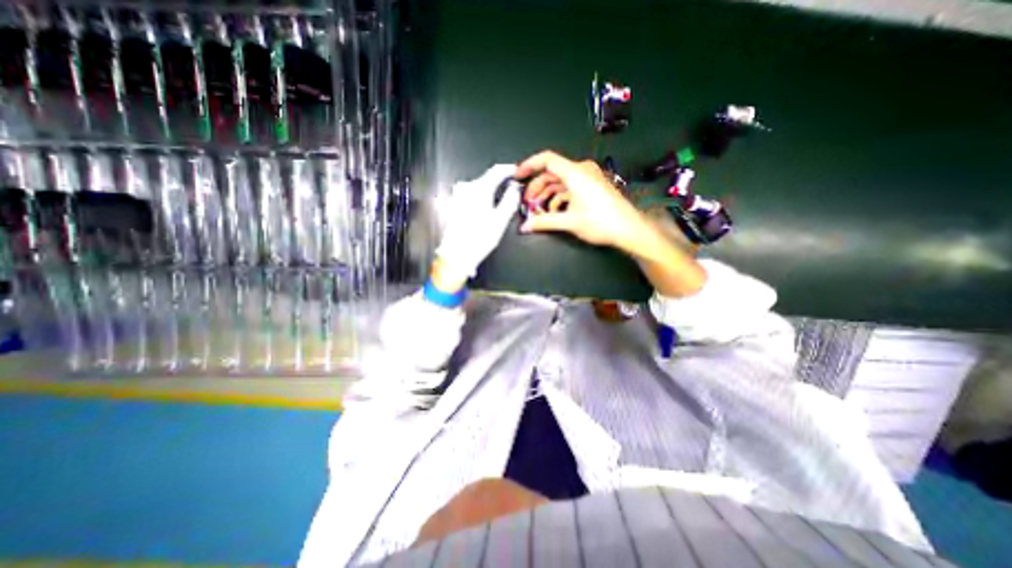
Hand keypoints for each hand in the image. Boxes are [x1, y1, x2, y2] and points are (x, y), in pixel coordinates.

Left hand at [433, 164, 521, 287]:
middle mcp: (466, 188)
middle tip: (512, 192)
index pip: (497, 170)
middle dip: (501, 183)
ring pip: (479, 187)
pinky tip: (486, 211)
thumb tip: (515, 188)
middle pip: (487, 178)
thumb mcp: (501, 220)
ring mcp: (458, 196)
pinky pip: (472, 195)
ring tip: (500, 204)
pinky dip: (481, 198)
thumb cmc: (478, 239)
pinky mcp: (454, 204)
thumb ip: (510, 200)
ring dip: (491, 192)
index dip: (509, 169)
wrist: (456, 255)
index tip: (517, 172)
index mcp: (479, 189)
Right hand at [514, 148, 704, 295]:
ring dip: (547, 194)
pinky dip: (558, 197)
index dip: (529, 165)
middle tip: (528, 202)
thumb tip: (526, 226)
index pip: (546, 160)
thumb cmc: (602, 222)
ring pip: (560, 181)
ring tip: (538, 209)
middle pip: (551, 173)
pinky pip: (570, 187)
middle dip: (537, 187)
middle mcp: (581, 171)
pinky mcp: (592, 187)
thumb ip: (544, 222)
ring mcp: (588, 178)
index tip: (518, 174)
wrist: (627, 229)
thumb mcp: (568, 222)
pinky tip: (553, 211)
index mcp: (575, 173)